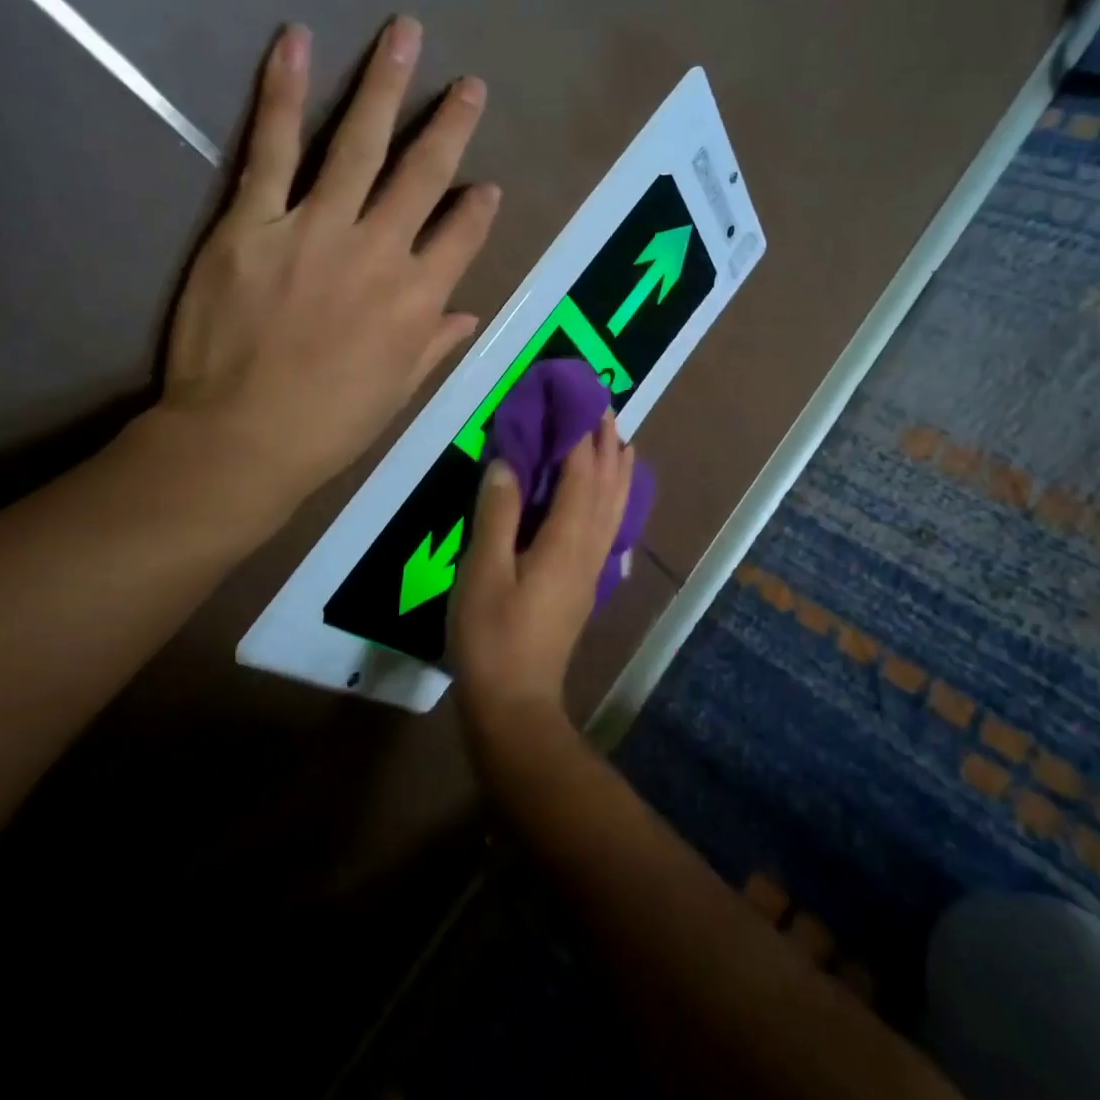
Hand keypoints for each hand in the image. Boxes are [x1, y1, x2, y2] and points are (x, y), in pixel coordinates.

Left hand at [144, 16, 500, 542]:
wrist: (242, 438)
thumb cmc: (329, 424)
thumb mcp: (398, 392)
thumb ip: (435, 344)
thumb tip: (469, 313)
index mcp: (419, 298)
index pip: (463, 235)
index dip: (479, 208)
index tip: (488, 186)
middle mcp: (380, 251)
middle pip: (424, 174)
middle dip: (451, 126)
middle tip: (470, 85)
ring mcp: (317, 229)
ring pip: (359, 144)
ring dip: (385, 86)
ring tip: (404, 34)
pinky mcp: (252, 222)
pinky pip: (272, 149)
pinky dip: (284, 94)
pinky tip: (297, 44)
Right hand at [449, 414, 635, 740]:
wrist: (515, 703)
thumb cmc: (491, 637)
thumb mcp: (482, 572)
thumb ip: (497, 513)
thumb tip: (507, 462)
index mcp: (566, 539)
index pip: (581, 472)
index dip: (580, 433)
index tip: (576, 397)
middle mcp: (589, 547)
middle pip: (607, 484)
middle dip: (606, 442)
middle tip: (601, 406)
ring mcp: (592, 567)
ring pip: (614, 505)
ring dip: (617, 467)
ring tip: (618, 438)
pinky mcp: (585, 583)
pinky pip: (609, 525)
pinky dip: (614, 498)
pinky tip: (610, 497)